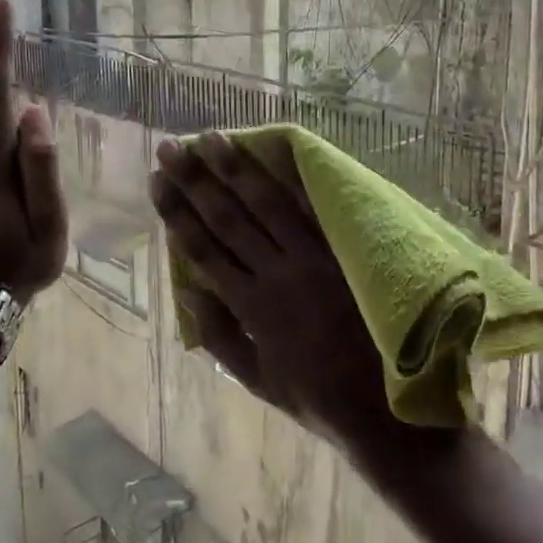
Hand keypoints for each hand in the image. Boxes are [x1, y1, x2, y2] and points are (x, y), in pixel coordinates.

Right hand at [149, 132, 441, 466]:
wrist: (384, 405)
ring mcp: (314, 259)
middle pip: (229, 219)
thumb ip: (222, 337)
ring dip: (238, 170)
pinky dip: (296, 182)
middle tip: (171, 147)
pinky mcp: (344, 252)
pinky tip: (281, 155)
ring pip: (268, 206)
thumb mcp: (258, 381)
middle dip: (196, 181)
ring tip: (213, 137)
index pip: (205, 250)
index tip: (158, 183)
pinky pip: (316, 211)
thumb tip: (189, 293)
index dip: (178, 214)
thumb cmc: (316, 396)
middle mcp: (278, 274)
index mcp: (253, 307)